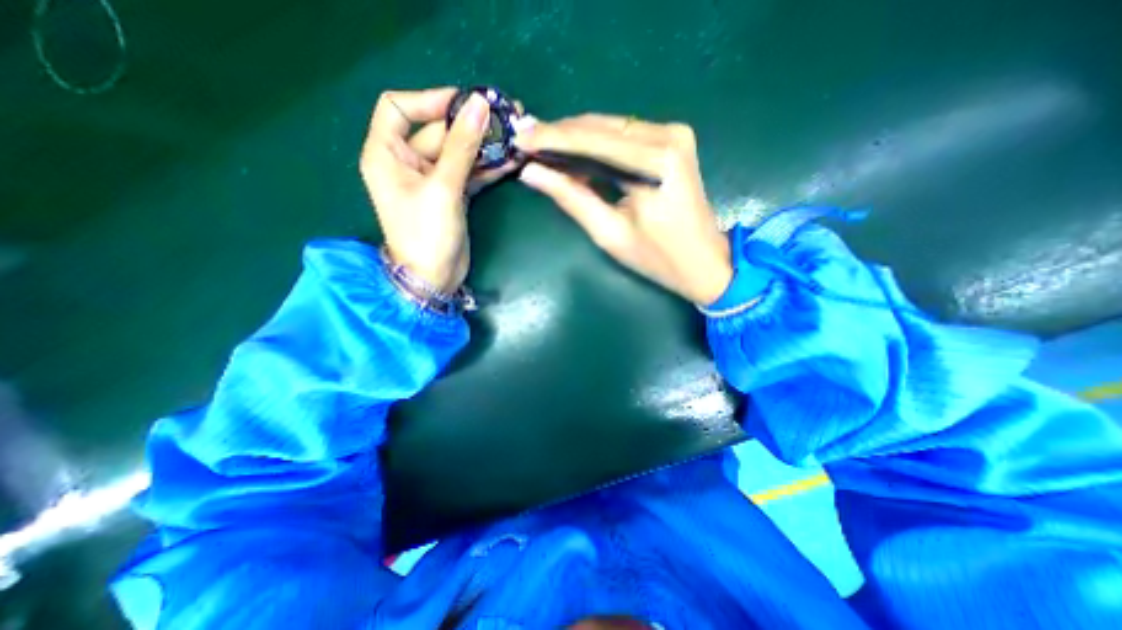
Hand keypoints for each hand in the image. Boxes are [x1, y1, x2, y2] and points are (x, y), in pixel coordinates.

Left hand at [360, 86, 517, 291]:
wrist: (435, 278)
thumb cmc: (427, 234)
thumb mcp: (443, 188)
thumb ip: (461, 146)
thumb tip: (478, 105)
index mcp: (386, 153)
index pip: (399, 108)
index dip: (430, 100)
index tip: (466, 103)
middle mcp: (406, 163)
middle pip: (437, 132)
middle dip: (470, 126)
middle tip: (505, 119)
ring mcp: (432, 180)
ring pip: (457, 153)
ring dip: (483, 148)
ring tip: (513, 140)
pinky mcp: (451, 195)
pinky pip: (468, 173)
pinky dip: (486, 168)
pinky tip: (509, 162)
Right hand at [512, 116, 732, 304]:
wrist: (705, 262)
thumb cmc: (658, 258)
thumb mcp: (609, 233)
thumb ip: (571, 198)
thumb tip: (532, 173)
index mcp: (655, 163)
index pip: (591, 140)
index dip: (551, 138)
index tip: (518, 138)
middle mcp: (667, 135)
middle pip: (601, 126)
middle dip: (560, 134)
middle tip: (526, 141)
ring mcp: (674, 134)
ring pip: (611, 127)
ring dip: (576, 138)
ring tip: (544, 148)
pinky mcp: (674, 140)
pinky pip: (625, 135)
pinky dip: (598, 143)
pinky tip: (575, 154)